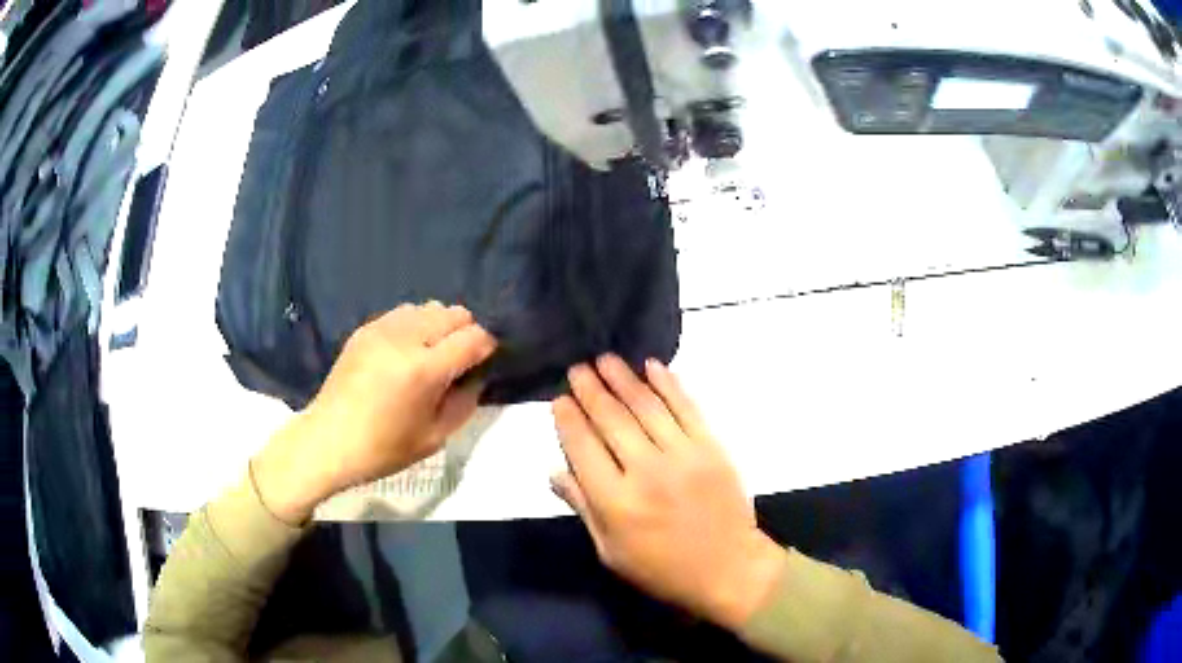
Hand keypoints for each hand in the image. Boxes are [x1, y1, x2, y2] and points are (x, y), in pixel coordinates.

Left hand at [253, 302, 496, 523]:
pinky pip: (403, 313)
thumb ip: (464, 402)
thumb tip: (476, 375)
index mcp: (424, 369)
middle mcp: (405, 339)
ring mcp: (382, 329)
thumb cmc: (383, 448)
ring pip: (429, 307)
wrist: (329, 440)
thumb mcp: (435, 437)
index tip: (482, 364)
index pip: (473, 337)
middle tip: (456, 362)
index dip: (486, 348)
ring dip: (439, 326)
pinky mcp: (365, 329)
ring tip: (430, 354)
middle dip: (465, 333)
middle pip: (454, 313)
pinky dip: (415, 325)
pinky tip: (405, 351)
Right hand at [551, 356, 787, 630]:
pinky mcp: (712, 448)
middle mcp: (647, 472)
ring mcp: (683, 456)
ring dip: (623, 379)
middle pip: (612, 420)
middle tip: (577, 369)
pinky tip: (652, 366)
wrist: (729, 569)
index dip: (568, 420)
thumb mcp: (611, 552)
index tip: (559, 400)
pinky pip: (687, 408)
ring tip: (605, 360)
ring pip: (647, 407)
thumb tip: (556, 471)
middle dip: (590, 391)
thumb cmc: (663, 569)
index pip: (582, 448)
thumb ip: (583, 508)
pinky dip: (669, 384)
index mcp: (616, 502)